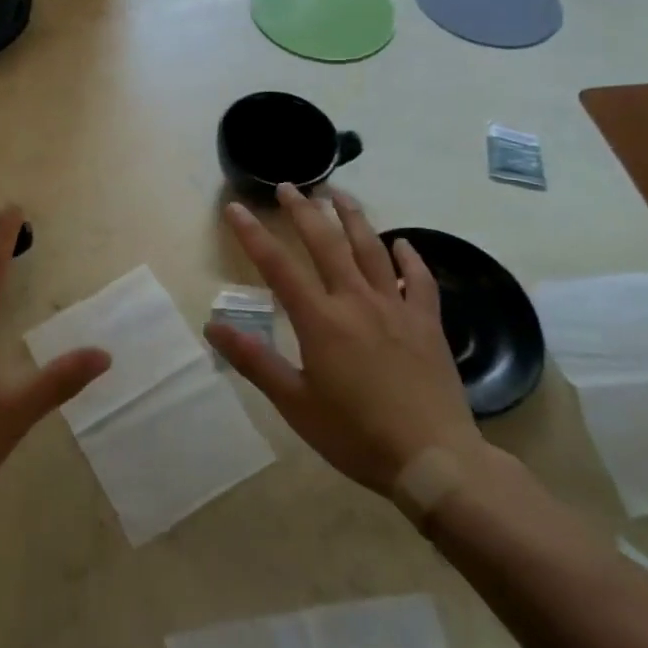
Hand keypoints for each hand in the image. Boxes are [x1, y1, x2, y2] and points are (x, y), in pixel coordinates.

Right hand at [205, 183, 482, 493]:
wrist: (434, 460)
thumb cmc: (356, 435)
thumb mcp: (296, 403)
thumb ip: (254, 360)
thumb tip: (212, 326)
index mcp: (320, 320)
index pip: (277, 266)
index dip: (252, 233)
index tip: (235, 207)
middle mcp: (356, 301)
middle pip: (326, 243)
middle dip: (303, 210)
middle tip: (288, 186)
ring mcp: (396, 307)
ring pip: (371, 249)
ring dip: (352, 216)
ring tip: (338, 193)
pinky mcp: (427, 322)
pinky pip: (419, 279)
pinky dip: (409, 257)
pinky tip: (401, 243)